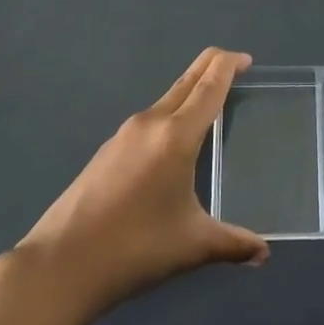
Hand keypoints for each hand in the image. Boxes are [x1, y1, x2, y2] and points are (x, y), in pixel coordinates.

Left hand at [13, 48, 266, 320]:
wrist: (60, 265)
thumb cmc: (135, 248)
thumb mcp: (192, 246)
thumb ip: (233, 243)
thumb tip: (263, 253)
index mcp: (176, 135)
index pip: (209, 85)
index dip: (229, 65)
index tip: (246, 59)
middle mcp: (150, 123)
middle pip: (187, 81)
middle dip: (212, 67)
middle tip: (236, 68)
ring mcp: (124, 135)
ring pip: (166, 100)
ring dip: (190, 94)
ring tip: (210, 111)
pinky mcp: (107, 151)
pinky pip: (149, 121)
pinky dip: (170, 117)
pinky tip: (173, 146)